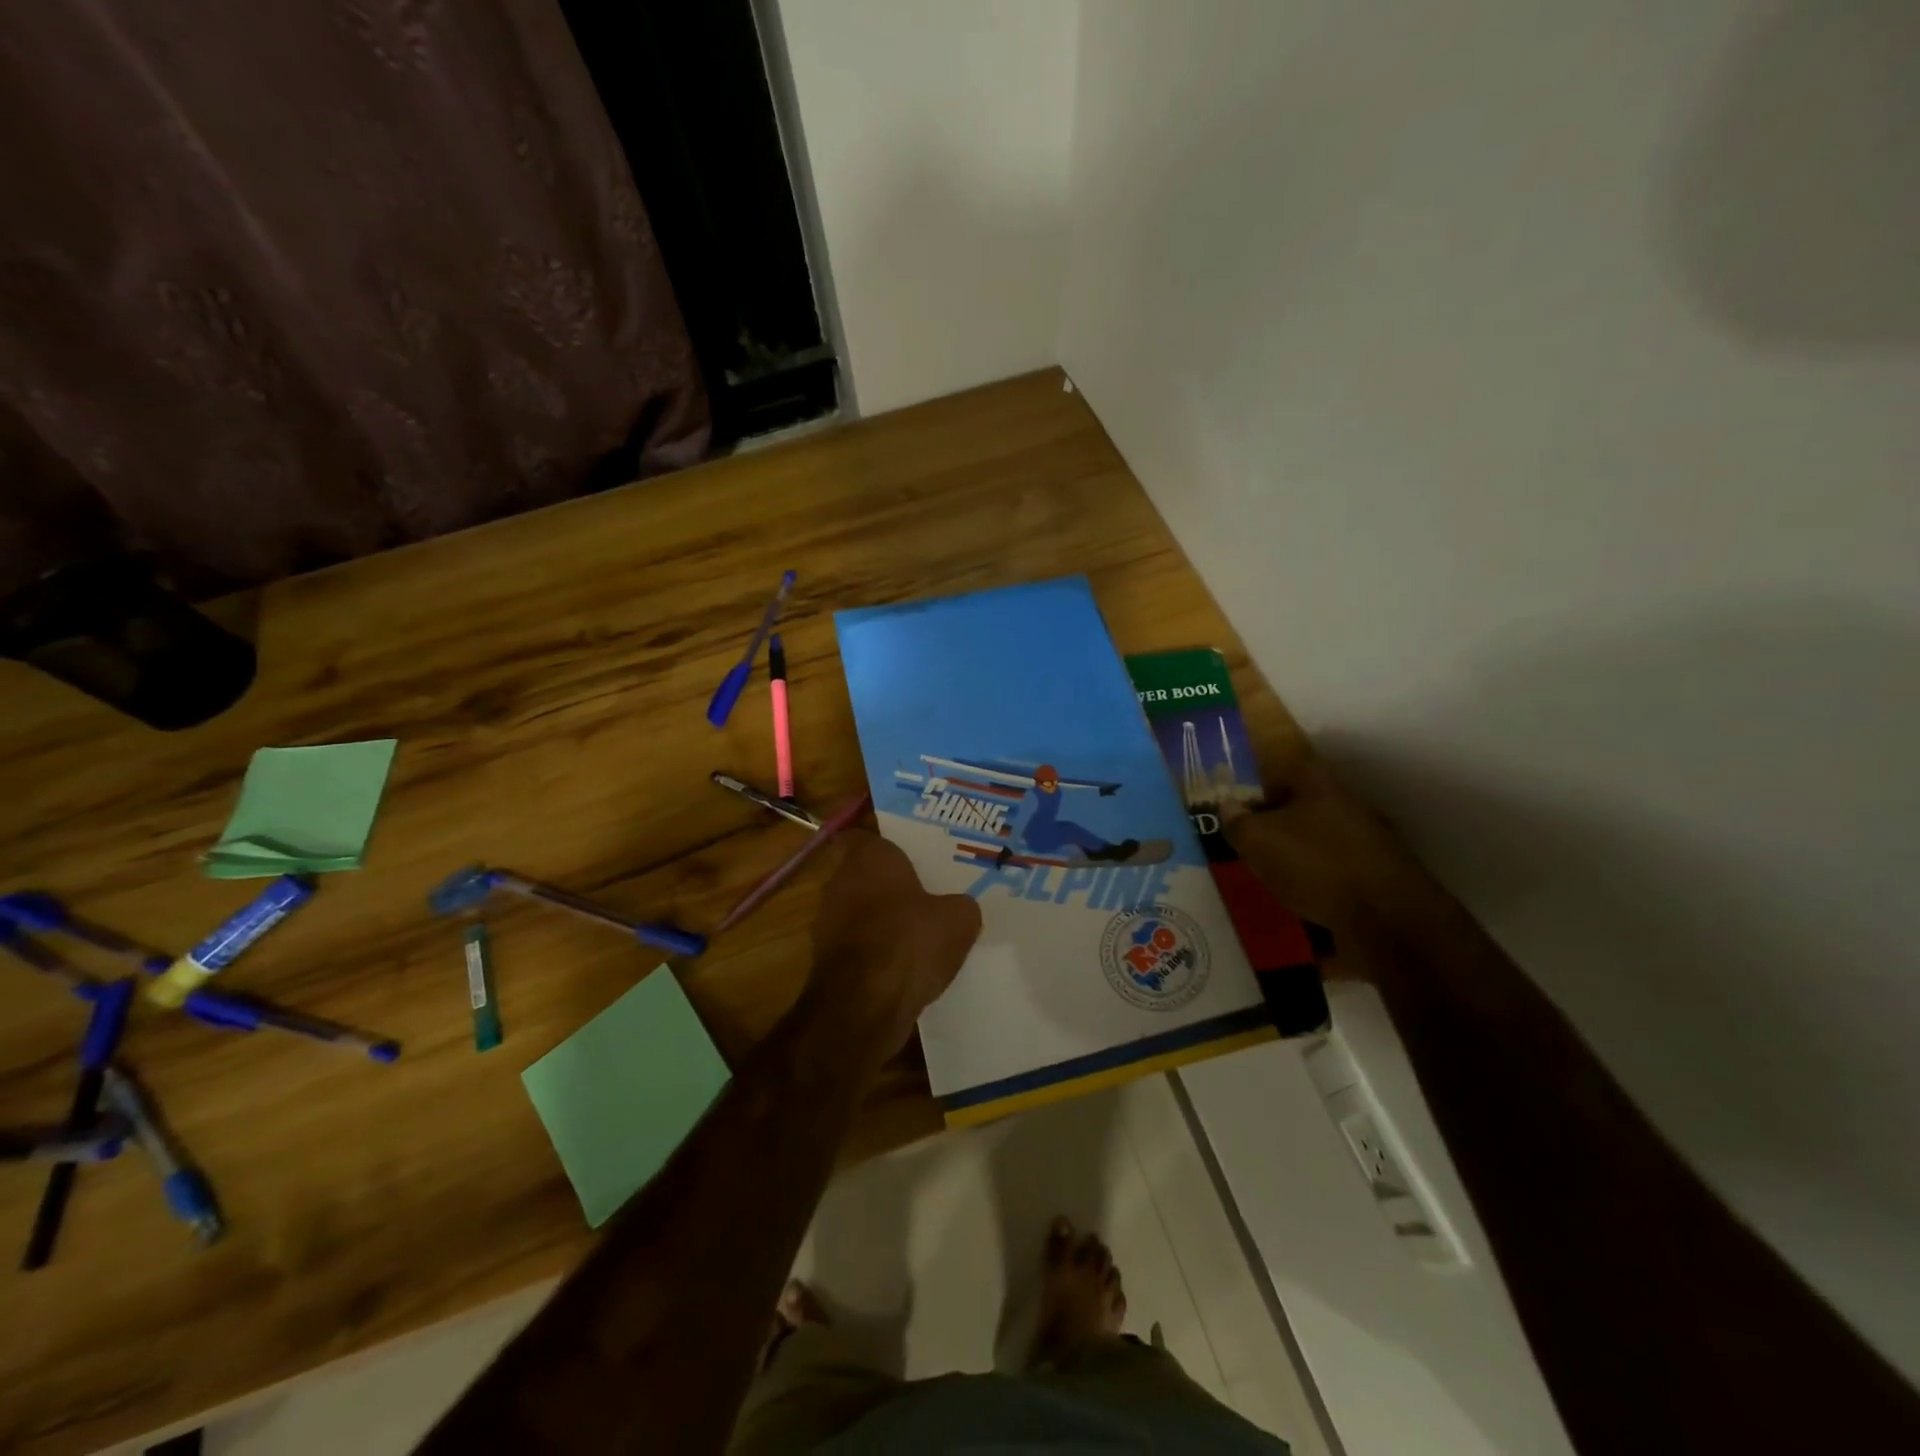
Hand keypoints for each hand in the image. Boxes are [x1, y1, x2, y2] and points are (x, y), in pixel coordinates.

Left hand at [808, 831, 982, 1058]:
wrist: (864, 1005)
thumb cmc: (911, 941)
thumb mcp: (959, 919)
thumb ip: (959, 905)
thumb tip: (957, 908)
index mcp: (870, 857)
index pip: (865, 836)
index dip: (886, 846)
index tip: (910, 857)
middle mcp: (839, 881)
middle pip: (862, 874)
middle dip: (887, 884)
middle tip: (922, 894)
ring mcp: (826, 921)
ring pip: (856, 910)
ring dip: (878, 920)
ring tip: (914, 934)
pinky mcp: (824, 959)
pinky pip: (854, 945)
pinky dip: (872, 951)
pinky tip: (900, 966)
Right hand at [1223, 760, 1431, 939]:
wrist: (1388, 920)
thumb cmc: (1316, 864)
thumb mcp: (1259, 840)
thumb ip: (1238, 822)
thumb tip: (1228, 805)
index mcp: (1323, 787)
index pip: (1290, 767)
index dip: (1264, 779)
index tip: (1241, 797)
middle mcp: (1351, 809)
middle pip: (1308, 807)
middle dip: (1280, 822)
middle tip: (1251, 840)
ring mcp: (1372, 846)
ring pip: (1325, 843)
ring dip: (1301, 856)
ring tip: (1272, 876)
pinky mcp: (1381, 882)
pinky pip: (1339, 877)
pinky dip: (1320, 886)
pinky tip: (1302, 904)